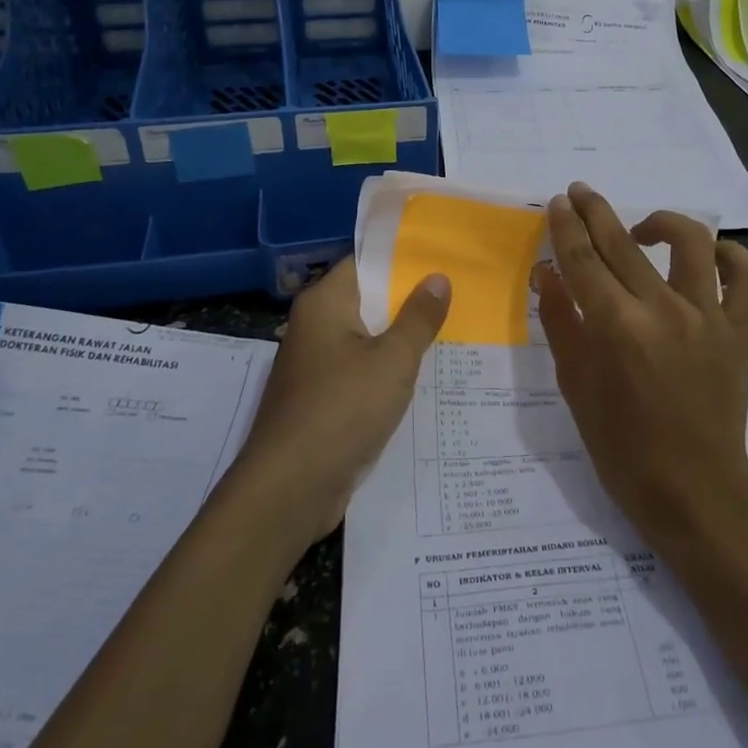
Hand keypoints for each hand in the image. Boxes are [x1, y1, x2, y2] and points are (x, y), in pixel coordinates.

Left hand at [232, 256, 450, 544]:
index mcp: (324, 303)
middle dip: (409, 300)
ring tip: (452, 331)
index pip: (365, 263)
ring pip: (366, 339)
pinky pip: (360, 371)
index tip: (442, 259)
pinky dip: (386, 371)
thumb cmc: (342, 410)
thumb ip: (418, 318)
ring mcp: (315, 365)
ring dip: (401, 338)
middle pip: (367, 300)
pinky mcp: (320, 399)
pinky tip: (422, 377)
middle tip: (458, 294)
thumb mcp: (393, 360)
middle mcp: (314, 326)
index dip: (403, 259)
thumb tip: (437, 277)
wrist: (289, 488)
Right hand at [531, 183, 747, 550]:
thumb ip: (560, 322)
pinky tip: (711, 255)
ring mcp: (708, 317)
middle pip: (623, 243)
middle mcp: (663, 310)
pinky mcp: (739, 330)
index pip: (583, 259)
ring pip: (692, 243)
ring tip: (642, 229)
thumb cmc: (623, 447)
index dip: (566, 226)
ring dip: (662, 222)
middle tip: (581, 192)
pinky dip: (732, 257)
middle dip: (596, 210)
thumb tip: (546, 272)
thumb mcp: (576, 386)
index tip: (558, 202)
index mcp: (616, 327)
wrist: (694, 490)